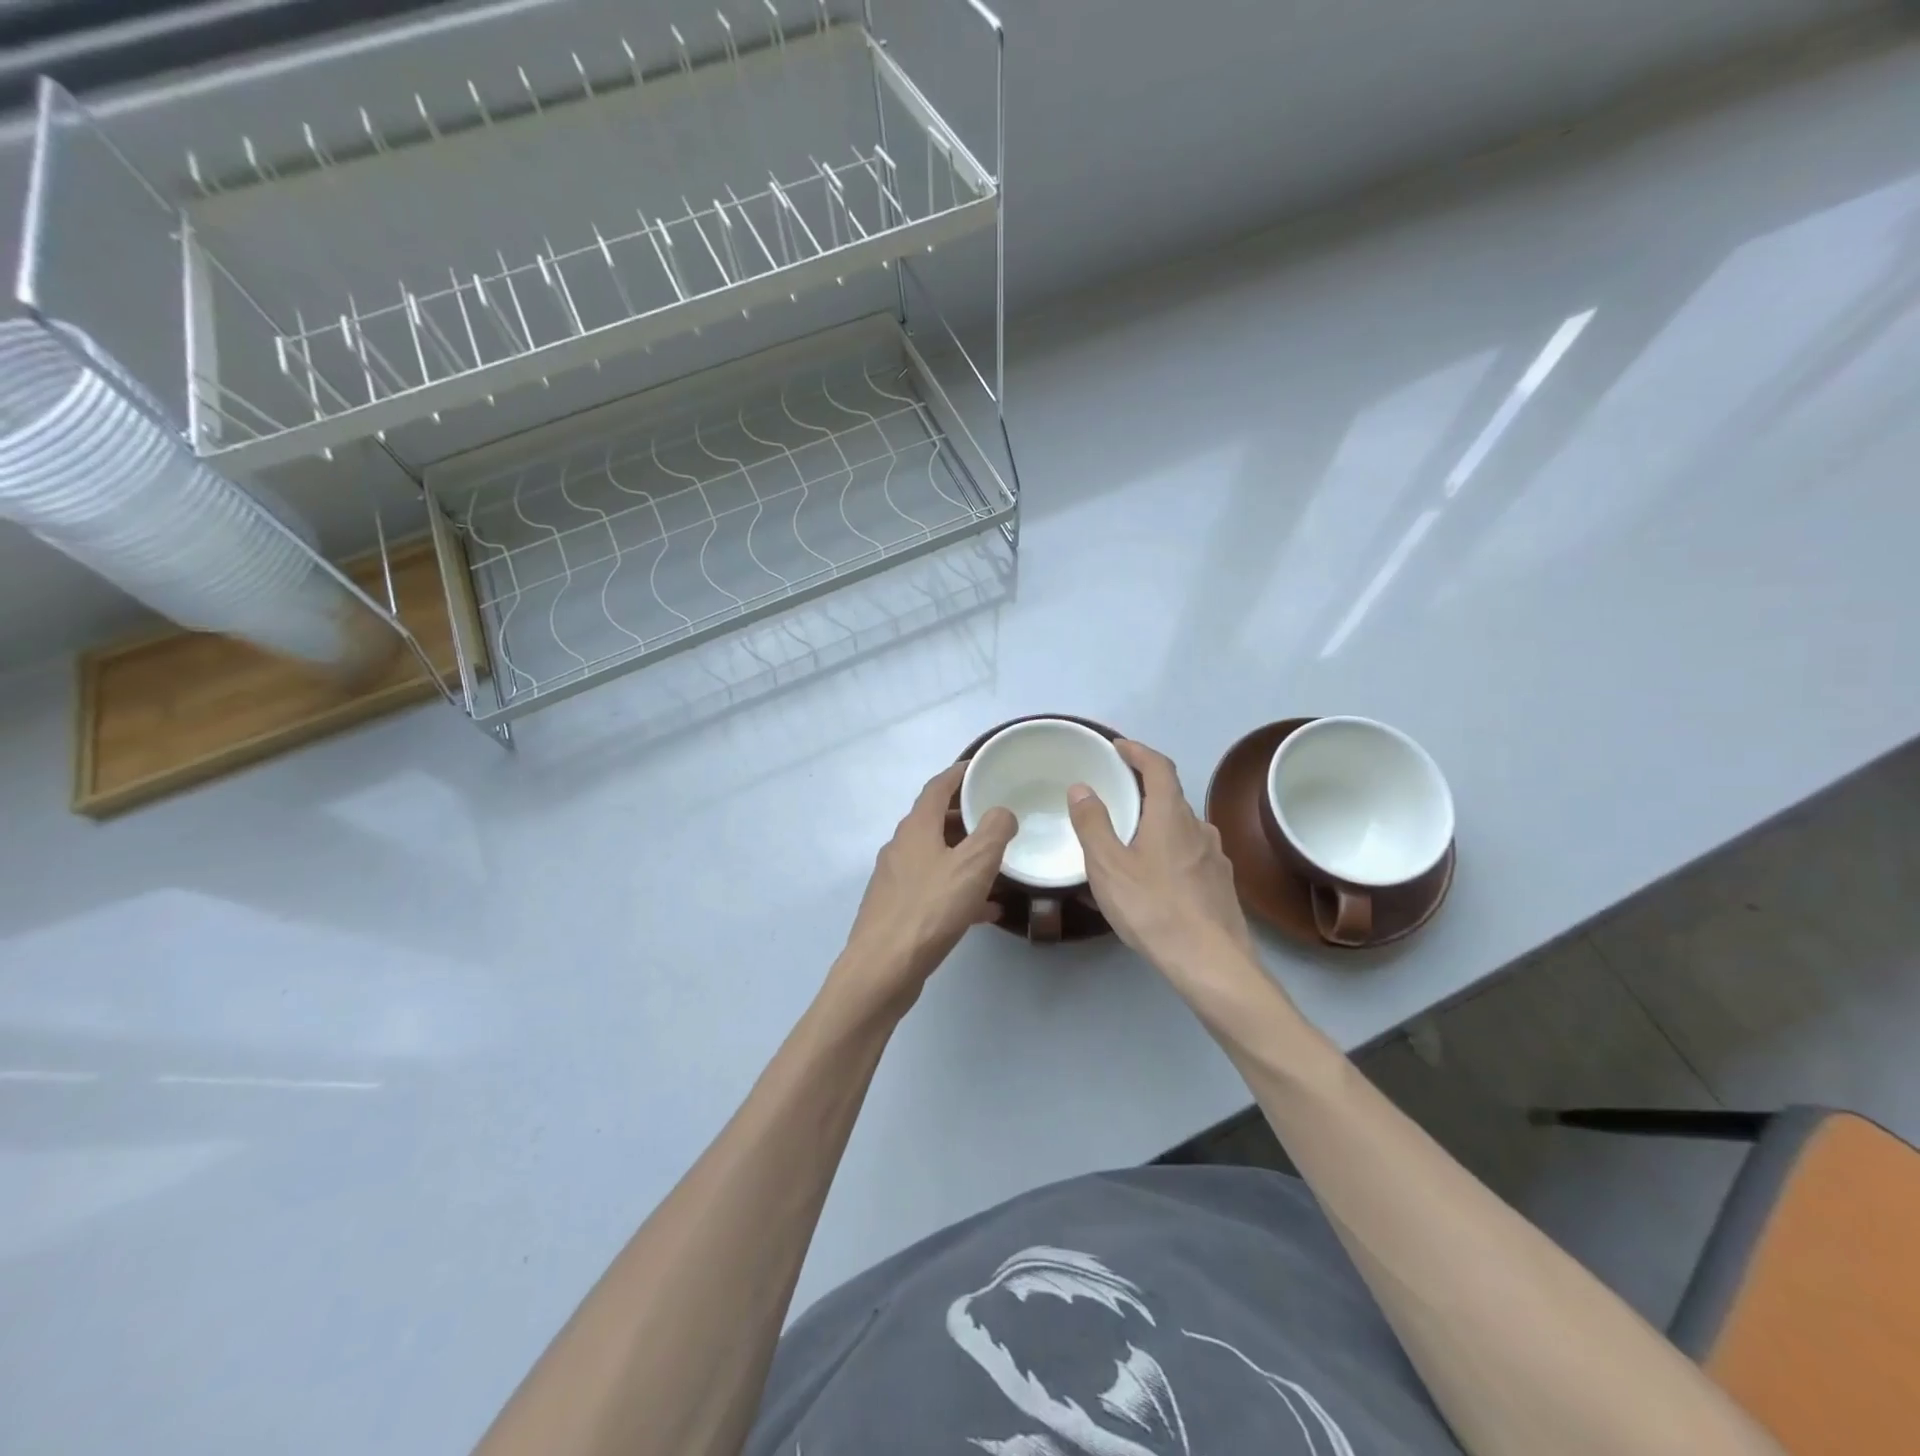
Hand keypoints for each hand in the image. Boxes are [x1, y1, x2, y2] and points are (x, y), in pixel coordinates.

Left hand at [828, 761, 1016, 1018]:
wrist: (882, 969)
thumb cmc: (929, 910)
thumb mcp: (973, 865)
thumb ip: (994, 832)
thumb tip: (1002, 812)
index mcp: (916, 828)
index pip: (938, 787)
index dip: (960, 773)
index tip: (983, 767)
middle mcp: (901, 847)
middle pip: (935, 820)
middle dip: (966, 815)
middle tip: (998, 816)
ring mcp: (895, 879)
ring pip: (936, 856)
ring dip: (964, 854)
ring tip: (998, 862)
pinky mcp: (897, 909)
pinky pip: (933, 889)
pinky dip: (958, 889)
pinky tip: (985, 910)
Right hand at [1068, 739, 1258, 983]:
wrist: (1211, 962)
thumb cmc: (1153, 908)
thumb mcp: (1108, 866)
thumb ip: (1092, 824)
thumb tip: (1082, 787)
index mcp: (1170, 815)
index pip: (1158, 767)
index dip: (1138, 752)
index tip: (1118, 747)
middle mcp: (1198, 827)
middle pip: (1170, 797)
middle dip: (1143, 790)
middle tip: (1116, 797)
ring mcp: (1215, 857)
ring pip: (1181, 828)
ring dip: (1157, 823)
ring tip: (1131, 842)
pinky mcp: (1221, 884)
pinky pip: (1190, 854)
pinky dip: (1169, 851)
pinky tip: (1155, 878)